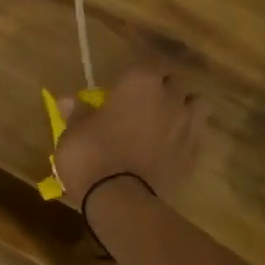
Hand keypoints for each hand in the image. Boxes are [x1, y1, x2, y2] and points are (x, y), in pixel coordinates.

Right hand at [54, 66, 206, 201]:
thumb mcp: (72, 133)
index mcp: (139, 83)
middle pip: (173, 83)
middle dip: (160, 91)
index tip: (121, 90)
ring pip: (196, 105)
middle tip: (141, 107)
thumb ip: (76, 113)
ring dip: (183, 110)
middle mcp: (170, 97)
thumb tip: (68, 100)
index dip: (134, 78)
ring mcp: (188, 126)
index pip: (145, 65)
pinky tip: (169, 151)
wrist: (120, 199)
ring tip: (166, 124)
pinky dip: (185, 140)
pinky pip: (195, 137)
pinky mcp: (194, 154)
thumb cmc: (90, 156)